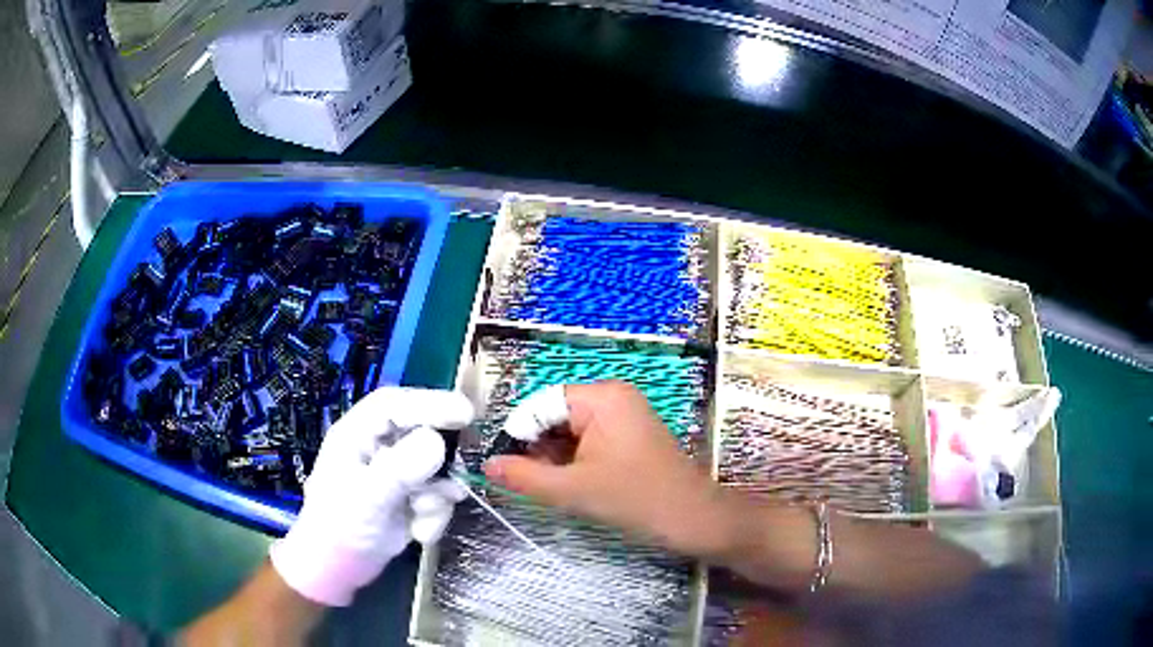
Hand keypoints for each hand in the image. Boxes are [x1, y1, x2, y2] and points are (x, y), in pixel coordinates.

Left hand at [270, 387, 473, 605]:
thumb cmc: (340, 526)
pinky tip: (420, 533)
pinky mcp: (411, 498)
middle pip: (422, 433)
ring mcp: (396, 474)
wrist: (340, 569)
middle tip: (461, 468)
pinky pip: (438, 497)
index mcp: (357, 435)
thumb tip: (438, 442)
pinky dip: (435, 516)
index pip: (395, 406)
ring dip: (437, 496)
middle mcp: (378, 448)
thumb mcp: (367, 497)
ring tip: (421, 514)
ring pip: (436, 469)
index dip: (431, 403)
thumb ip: (400, 468)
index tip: (465, 414)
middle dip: (441, 457)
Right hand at [483, 381, 729, 555]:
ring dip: (556, 457)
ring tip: (551, 486)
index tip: (506, 466)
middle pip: (556, 415)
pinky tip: (572, 484)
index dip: (520, 434)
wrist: (691, 517)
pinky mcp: (629, 434)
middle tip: (529, 481)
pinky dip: (575, 460)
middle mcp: (613, 396)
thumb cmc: (635, 498)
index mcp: (602, 397)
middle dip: (538, 448)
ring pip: (571, 430)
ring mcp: (624, 415)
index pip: (542, 404)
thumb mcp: (573, 490)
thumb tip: (487, 465)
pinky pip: (589, 439)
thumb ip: (525, 476)